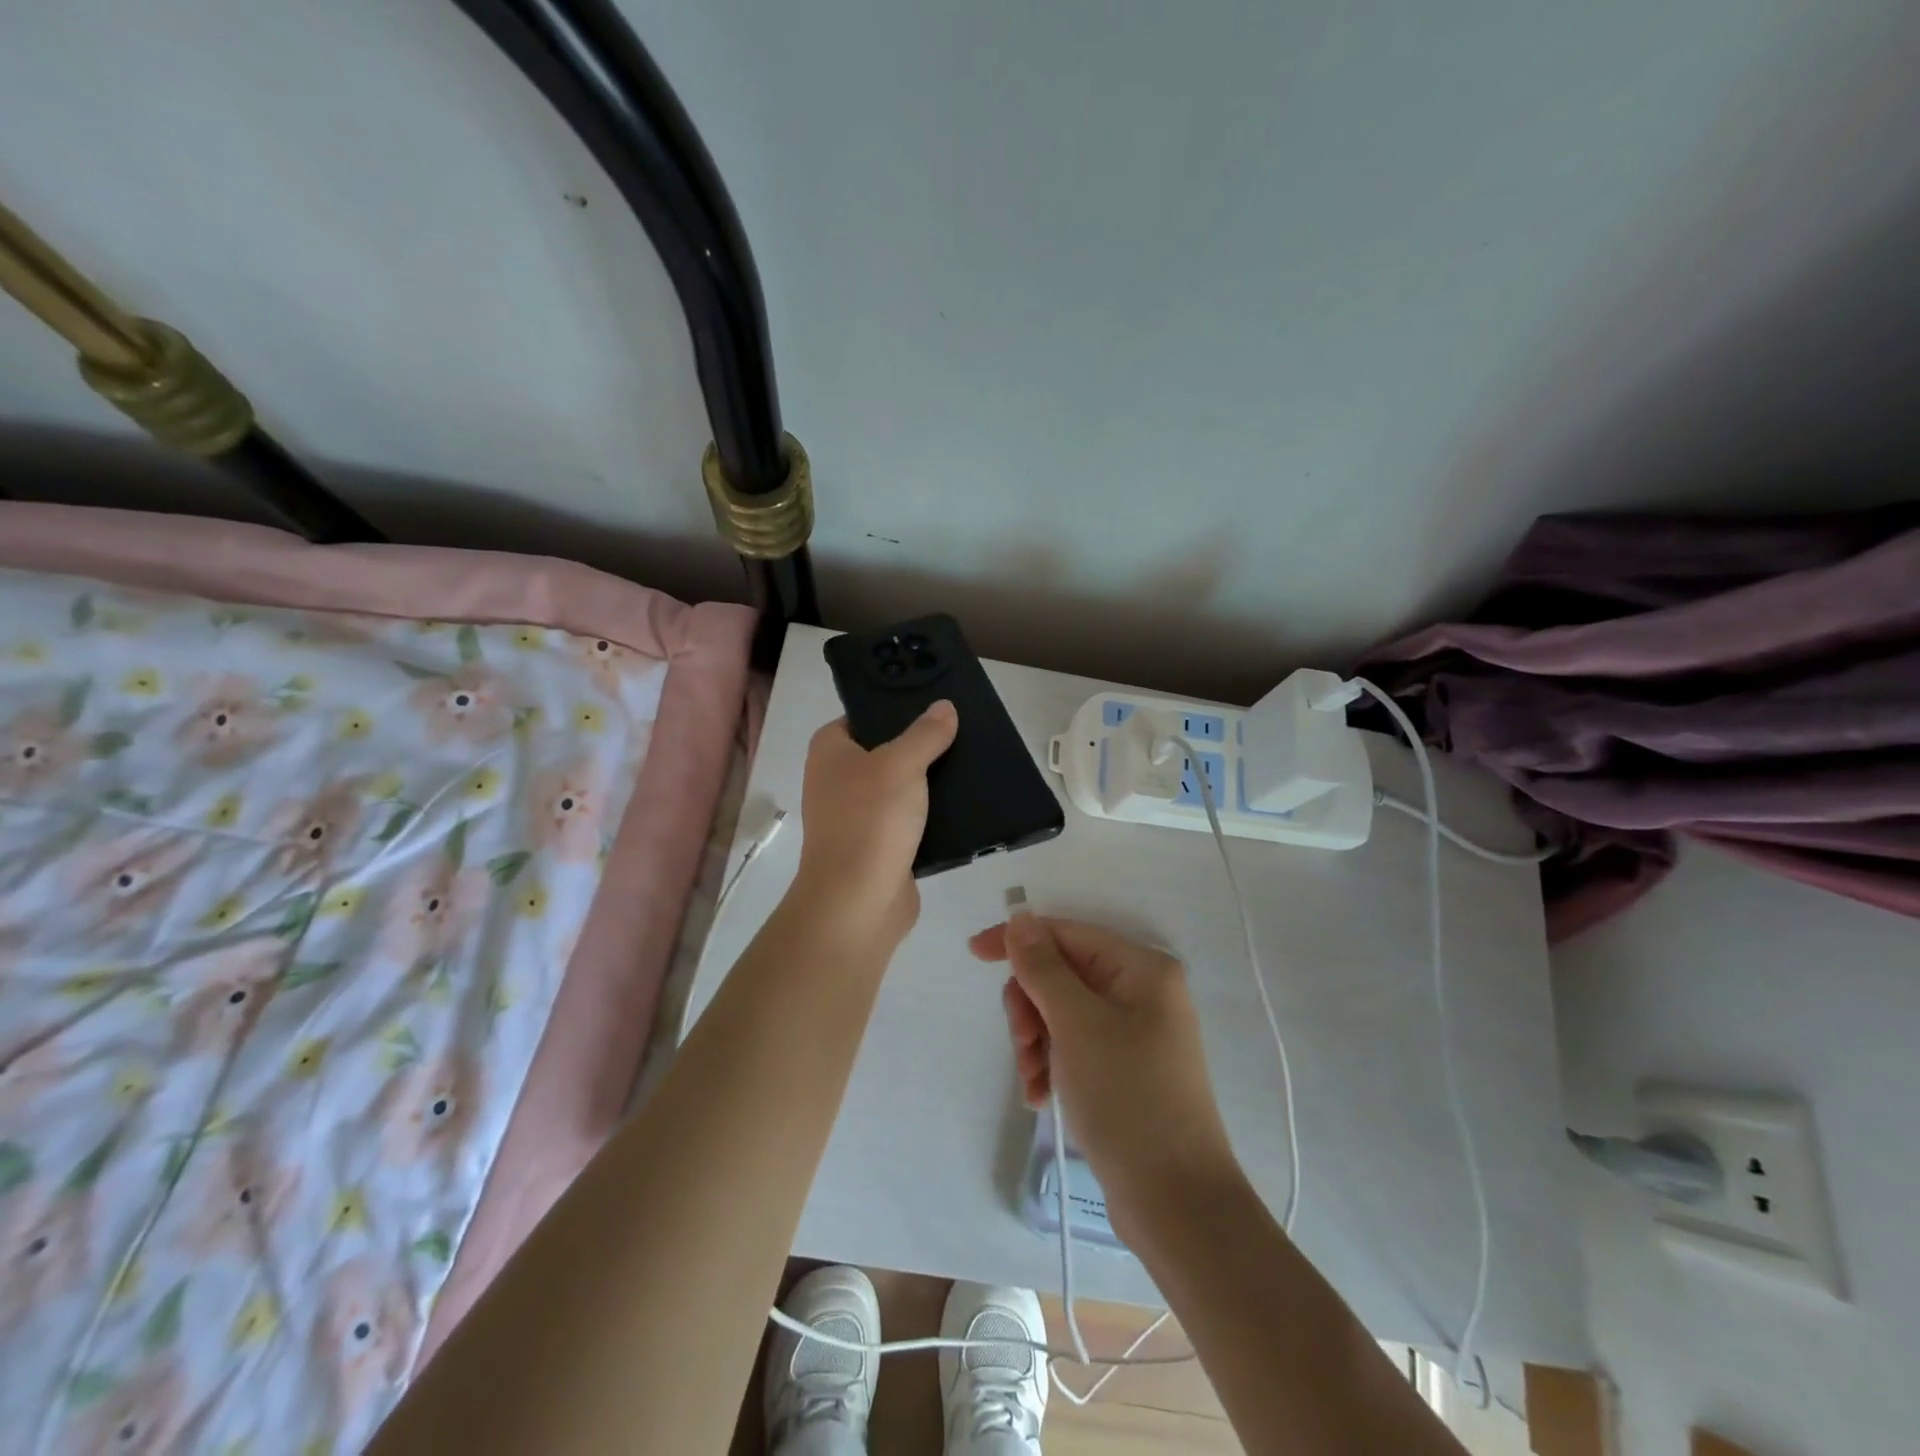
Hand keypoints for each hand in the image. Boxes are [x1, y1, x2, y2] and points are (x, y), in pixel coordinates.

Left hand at [792, 703, 957, 943]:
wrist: (858, 902)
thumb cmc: (870, 820)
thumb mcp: (901, 764)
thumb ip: (925, 734)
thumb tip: (944, 707)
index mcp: (830, 751)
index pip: (863, 716)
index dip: (896, 709)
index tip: (935, 704)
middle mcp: (838, 780)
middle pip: (886, 751)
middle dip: (921, 746)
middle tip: (962, 732)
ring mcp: (857, 815)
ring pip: (901, 787)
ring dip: (930, 783)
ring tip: (971, 765)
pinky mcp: (879, 845)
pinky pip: (910, 820)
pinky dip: (932, 815)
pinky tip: (966, 805)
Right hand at [969, 915, 1240, 1239]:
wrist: (1176, 1202)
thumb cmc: (1127, 1097)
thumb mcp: (1076, 1024)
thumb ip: (1043, 967)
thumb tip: (1020, 918)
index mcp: (1142, 968)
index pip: (1066, 934)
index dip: (1018, 940)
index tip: (973, 954)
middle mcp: (1142, 992)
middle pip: (1062, 974)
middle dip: (1031, 1006)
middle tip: (1023, 1044)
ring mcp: (1136, 1032)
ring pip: (1062, 1012)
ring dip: (1036, 1040)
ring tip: (1032, 1080)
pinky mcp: (1126, 1069)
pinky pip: (1075, 1046)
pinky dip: (1052, 1064)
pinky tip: (1041, 1096)